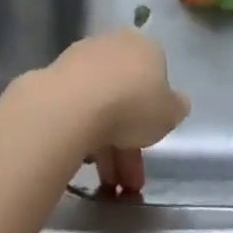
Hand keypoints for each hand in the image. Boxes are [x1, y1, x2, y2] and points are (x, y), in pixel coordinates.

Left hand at [9, 29, 190, 195]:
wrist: (73, 105)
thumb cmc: (132, 104)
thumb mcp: (170, 113)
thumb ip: (175, 107)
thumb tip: (177, 103)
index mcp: (145, 47)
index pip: (156, 75)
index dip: (156, 111)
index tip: (153, 139)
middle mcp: (114, 45)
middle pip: (127, 94)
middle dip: (130, 140)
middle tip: (130, 180)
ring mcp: (82, 59)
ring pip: (101, 106)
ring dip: (107, 147)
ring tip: (107, 186)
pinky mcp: (55, 77)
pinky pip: (77, 110)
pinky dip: (83, 136)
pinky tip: (84, 163)